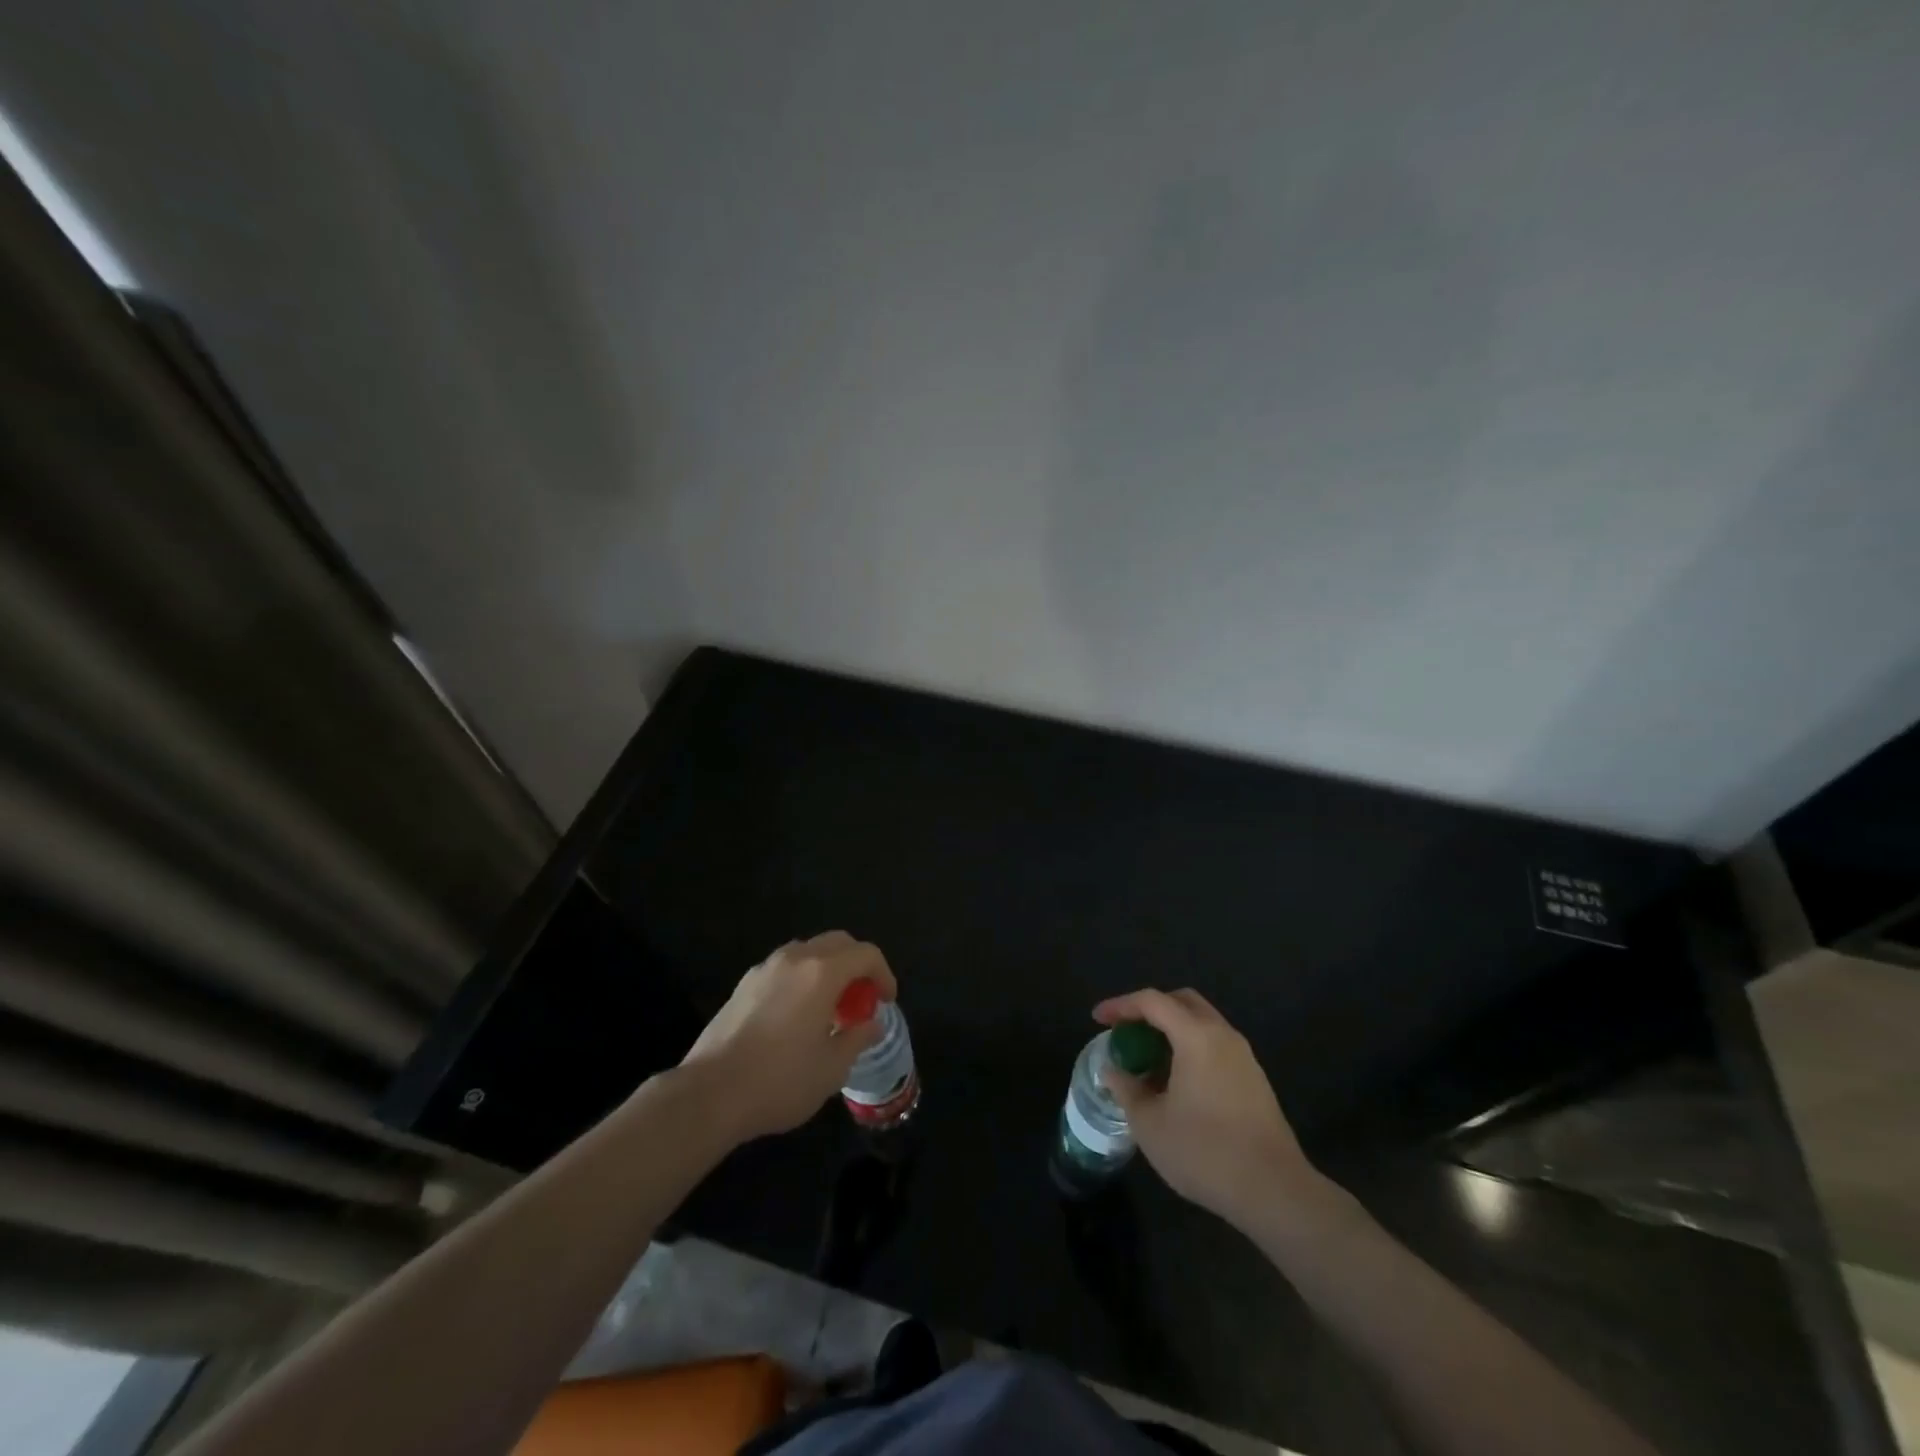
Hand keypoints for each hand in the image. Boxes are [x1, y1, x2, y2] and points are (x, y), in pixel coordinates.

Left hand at [681, 932, 897, 1142]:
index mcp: (822, 973)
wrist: (709, 1094)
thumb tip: (871, 1023)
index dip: (883, 974)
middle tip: (862, 998)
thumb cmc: (779, 1081)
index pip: (866, 954)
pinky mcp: (744, 984)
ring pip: (808, 951)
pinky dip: (802, 978)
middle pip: (838, 942)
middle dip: (857, 964)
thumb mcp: (831, 1068)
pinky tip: (797, 1015)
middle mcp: (794, 959)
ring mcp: (765, 968)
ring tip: (830, 1007)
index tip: (886, 1001)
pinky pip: (785, 967)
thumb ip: (857, 1038)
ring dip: (828, 968)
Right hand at [1094, 988, 1324, 1229]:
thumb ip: (1127, 1090)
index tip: (1098, 1019)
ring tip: (1147, 1060)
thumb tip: (1114, 1071)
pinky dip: (1190, 1049)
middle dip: (1150, 1010)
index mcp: (1196, 1036)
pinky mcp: (1255, 1080)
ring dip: (1172, 1031)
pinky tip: (1176, 1083)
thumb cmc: (1205, 1152)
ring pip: (1202, 1024)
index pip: (1152, 1001)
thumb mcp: (1150, 1124)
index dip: (1121, 1005)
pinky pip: (1215, 1046)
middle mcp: (1223, 1036)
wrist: (1275, 1192)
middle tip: (1127, 1032)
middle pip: (1182, 1002)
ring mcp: (1244, 1057)